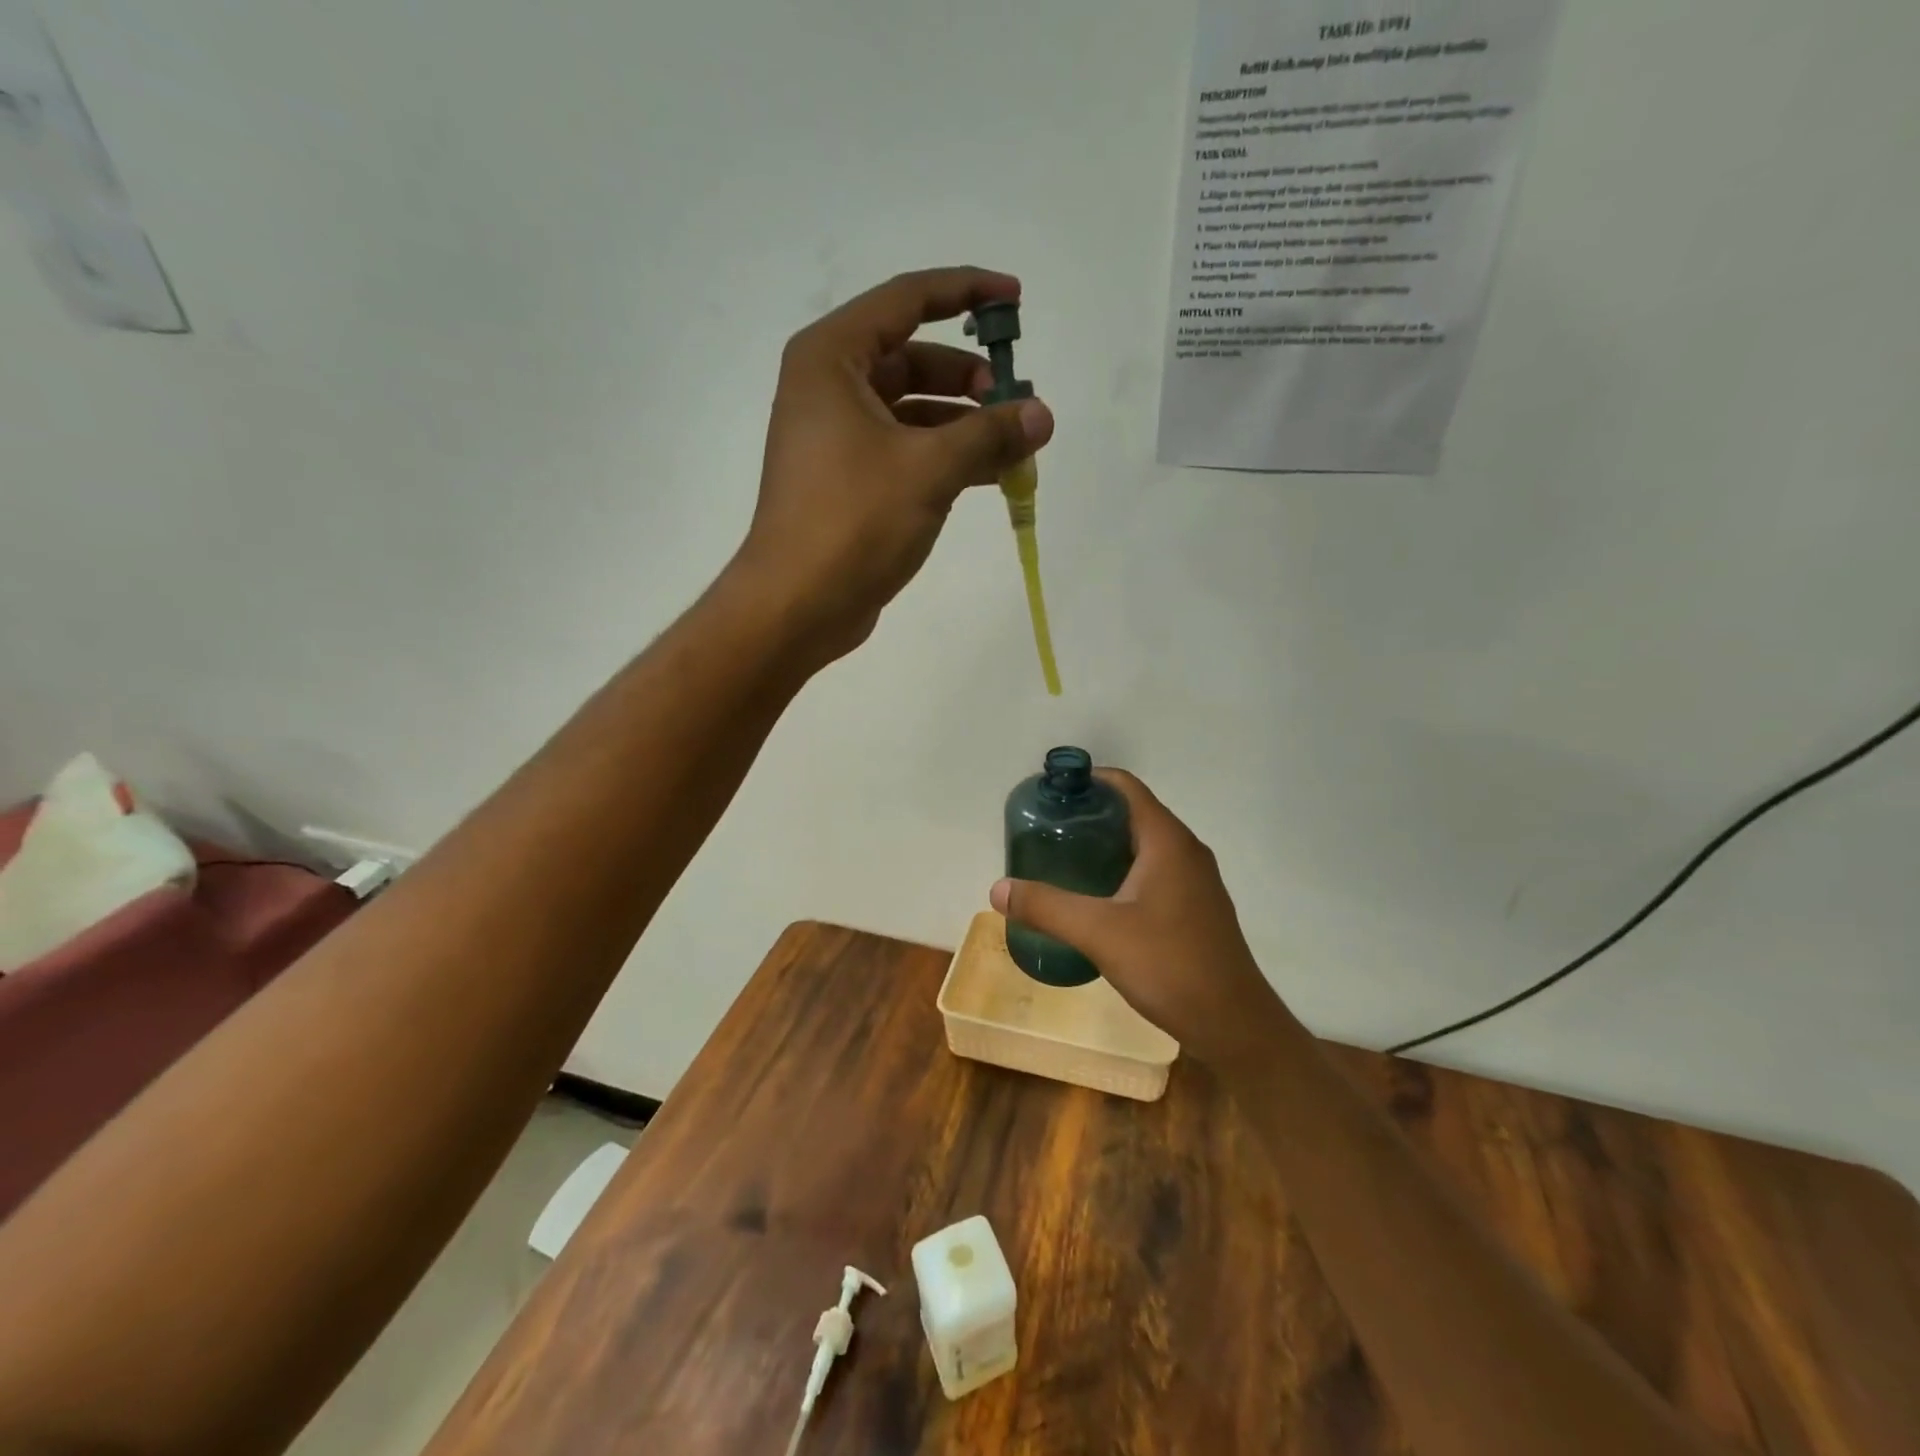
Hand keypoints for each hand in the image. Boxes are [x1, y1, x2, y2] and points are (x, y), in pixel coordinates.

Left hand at [730, 267, 1053, 663]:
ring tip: (1015, 447)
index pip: (907, 300)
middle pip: (912, 359)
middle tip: (1015, 401)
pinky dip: (946, 457)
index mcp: (832, 359)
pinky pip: (906, 450)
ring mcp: (837, 437)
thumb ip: (990, 434)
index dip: (965, 292)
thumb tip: (1043, 415)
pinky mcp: (849, 481)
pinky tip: (989, 475)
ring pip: (913, 411)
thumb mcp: (929, 469)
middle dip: (969, 378)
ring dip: (964, 424)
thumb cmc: (853, 521)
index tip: (1015, 301)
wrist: (797, 605)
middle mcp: (830, 388)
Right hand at [990, 770, 1289, 1063]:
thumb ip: (1047, 907)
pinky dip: (1122, 871)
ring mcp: (1195, 881)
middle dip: (1090, 816)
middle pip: (1133, 814)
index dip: (1089, 781)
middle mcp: (1186, 851)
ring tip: (1063, 860)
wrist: (1234, 1024)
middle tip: (1047, 831)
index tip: (1051, 794)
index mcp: (1168, 841)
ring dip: (1106, 846)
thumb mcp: (1099, 933)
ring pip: (1144, 846)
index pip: (1126, 787)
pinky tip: (1096, 899)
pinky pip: (1154, 873)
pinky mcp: (1195, 908)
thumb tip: (997, 889)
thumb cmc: (1170, 965)